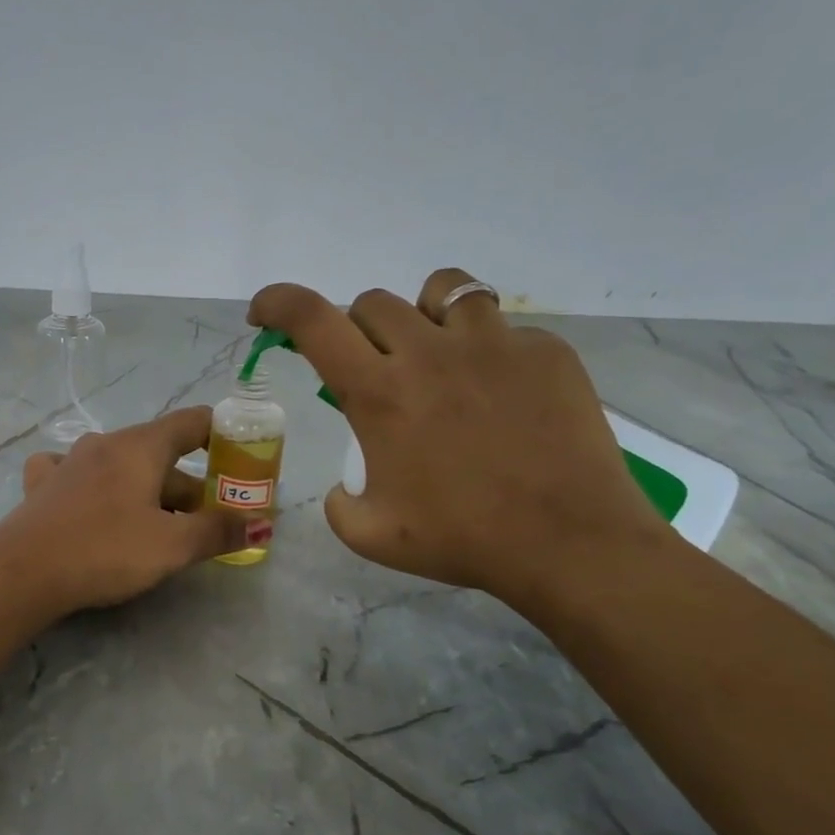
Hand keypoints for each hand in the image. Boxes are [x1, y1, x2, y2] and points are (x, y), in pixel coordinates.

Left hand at [6, 408, 248, 612]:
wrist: (22, 571)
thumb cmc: (105, 550)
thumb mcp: (172, 545)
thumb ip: (218, 530)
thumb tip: (259, 522)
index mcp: (141, 446)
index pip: (192, 421)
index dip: (222, 434)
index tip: (240, 457)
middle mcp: (106, 443)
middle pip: (160, 453)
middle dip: (190, 483)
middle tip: (209, 518)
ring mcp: (70, 461)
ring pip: (122, 466)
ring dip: (148, 489)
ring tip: (162, 522)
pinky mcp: (45, 485)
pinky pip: (79, 473)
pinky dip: (97, 485)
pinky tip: (94, 501)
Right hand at [248, 268, 673, 611]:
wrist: (570, 544)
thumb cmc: (463, 539)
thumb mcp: (371, 536)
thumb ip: (338, 503)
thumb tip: (342, 485)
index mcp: (380, 393)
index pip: (311, 320)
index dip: (277, 303)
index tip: (264, 313)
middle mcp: (429, 353)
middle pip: (371, 302)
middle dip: (356, 331)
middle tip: (373, 370)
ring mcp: (493, 345)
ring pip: (440, 290)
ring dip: (421, 317)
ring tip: (436, 354)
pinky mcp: (545, 351)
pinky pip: (501, 328)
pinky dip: (485, 349)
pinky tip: (501, 393)